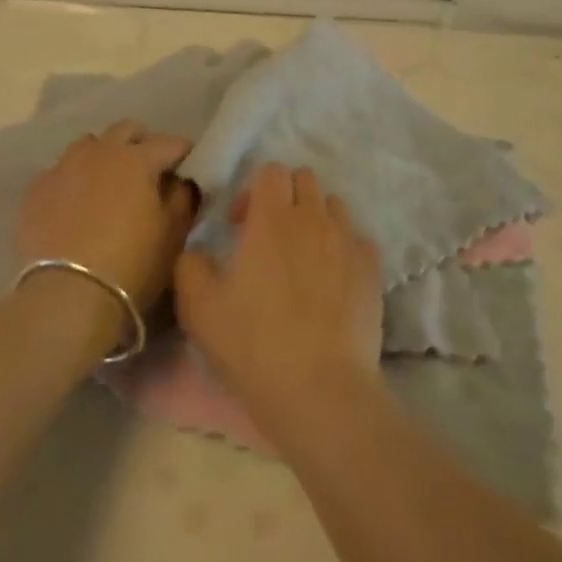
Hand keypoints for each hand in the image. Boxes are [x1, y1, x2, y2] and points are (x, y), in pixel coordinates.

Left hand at [13, 121, 195, 315]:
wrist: (67, 297)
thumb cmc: (132, 265)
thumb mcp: (172, 235)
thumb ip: (182, 198)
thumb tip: (181, 181)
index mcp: (137, 158)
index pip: (170, 143)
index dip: (184, 154)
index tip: (189, 168)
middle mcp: (99, 151)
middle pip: (126, 130)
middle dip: (141, 143)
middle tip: (149, 170)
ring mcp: (63, 167)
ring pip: (89, 145)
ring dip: (104, 156)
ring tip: (108, 184)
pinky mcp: (36, 190)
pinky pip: (60, 172)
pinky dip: (74, 181)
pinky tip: (76, 205)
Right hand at [175, 163, 381, 433]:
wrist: (320, 390)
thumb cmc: (253, 344)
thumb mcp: (198, 308)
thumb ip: (190, 265)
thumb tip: (198, 251)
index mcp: (271, 218)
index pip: (270, 171)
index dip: (253, 191)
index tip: (240, 225)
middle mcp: (313, 218)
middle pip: (305, 179)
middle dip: (286, 197)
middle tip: (270, 236)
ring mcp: (347, 241)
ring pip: (334, 206)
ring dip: (316, 219)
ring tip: (304, 257)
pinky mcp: (372, 269)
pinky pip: (358, 240)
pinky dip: (343, 248)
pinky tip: (333, 280)